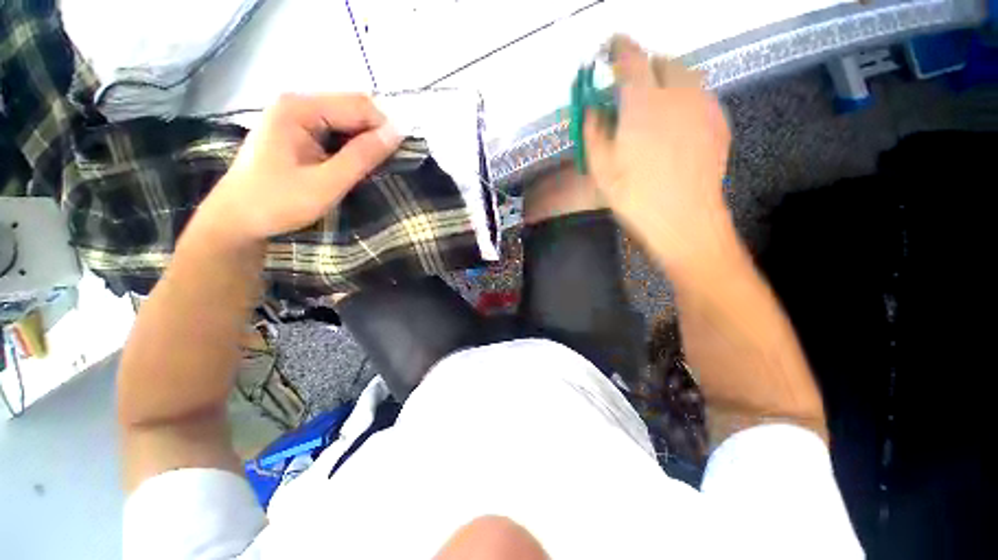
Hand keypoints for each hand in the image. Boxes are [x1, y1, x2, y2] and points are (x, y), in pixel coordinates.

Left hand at [193, 93, 401, 247]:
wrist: (237, 220)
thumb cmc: (278, 202)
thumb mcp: (326, 183)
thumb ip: (362, 157)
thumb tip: (397, 133)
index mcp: (299, 108)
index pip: (359, 106)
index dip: (383, 130)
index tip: (397, 159)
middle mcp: (297, 104)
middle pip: (353, 110)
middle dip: (374, 136)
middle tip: (382, 168)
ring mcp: (296, 117)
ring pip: (347, 122)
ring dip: (364, 144)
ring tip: (369, 171)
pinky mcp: (297, 133)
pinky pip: (335, 133)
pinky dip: (351, 148)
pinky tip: (352, 167)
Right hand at [584, 37, 733, 270]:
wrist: (683, 219)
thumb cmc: (635, 196)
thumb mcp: (600, 168)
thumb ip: (593, 131)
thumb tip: (593, 109)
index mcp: (643, 103)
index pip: (630, 59)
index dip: (618, 48)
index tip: (610, 47)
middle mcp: (678, 93)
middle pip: (663, 61)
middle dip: (645, 67)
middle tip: (632, 89)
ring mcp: (703, 106)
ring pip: (686, 76)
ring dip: (667, 81)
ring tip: (655, 106)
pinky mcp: (718, 122)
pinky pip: (700, 97)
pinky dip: (685, 99)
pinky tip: (676, 125)